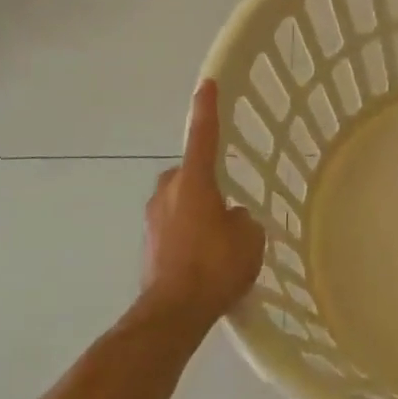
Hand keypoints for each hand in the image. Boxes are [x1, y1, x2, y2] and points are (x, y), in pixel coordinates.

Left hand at [142, 81, 265, 327]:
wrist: (172, 314)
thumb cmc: (215, 266)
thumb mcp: (249, 238)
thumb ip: (242, 218)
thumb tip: (232, 218)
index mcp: (194, 181)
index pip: (203, 135)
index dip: (207, 108)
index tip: (207, 84)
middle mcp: (168, 191)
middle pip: (189, 174)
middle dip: (204, 183)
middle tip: (226, 205)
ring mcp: (153, 219)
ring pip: (179, 202)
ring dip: (195, 212)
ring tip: (217, 240)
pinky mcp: (147, 245)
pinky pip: (173, 228)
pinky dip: (186, 235)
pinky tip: (203, 261)